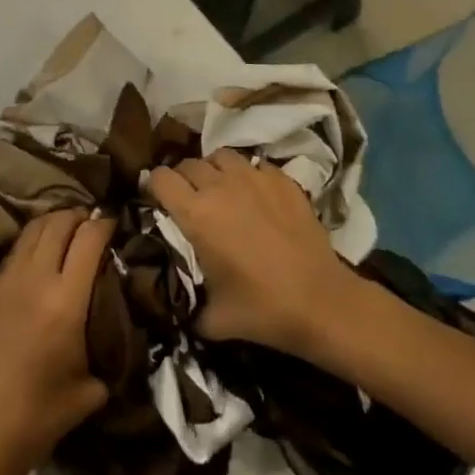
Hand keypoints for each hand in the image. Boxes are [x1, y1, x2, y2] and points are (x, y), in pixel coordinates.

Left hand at [0, 211, 115, 474]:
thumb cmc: (43, 414)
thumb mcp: (93, 387)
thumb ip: (109, 349)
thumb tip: (122, 330)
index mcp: (66, 300)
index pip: (89, 238)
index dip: (105, 223)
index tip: (115, 222)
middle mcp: (36, 279)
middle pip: (58, 222)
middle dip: (79, 215)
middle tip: (92, 222)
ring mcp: (6, 280)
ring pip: (32, 229)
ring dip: (53, 222)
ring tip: (67, 229)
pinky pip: (14, 251)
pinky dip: (32, 242)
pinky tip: (40, 255)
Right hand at [147, 152, 357, 355]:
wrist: (321, 301)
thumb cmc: (262, 310)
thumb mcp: (211, 318)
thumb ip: (185, 302)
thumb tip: (172, 303)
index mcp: (196, 214)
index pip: (160, 178)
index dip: (153, 186)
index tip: (155, 199)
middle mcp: (220, 186)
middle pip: (188, 163)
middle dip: (182, 178)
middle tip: (188, 199)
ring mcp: (254, 177)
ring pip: (220, 156)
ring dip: (214, 170)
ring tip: (220, 189)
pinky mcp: (282, 179)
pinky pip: (254, 164)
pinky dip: (247, 175)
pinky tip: (254, 195)